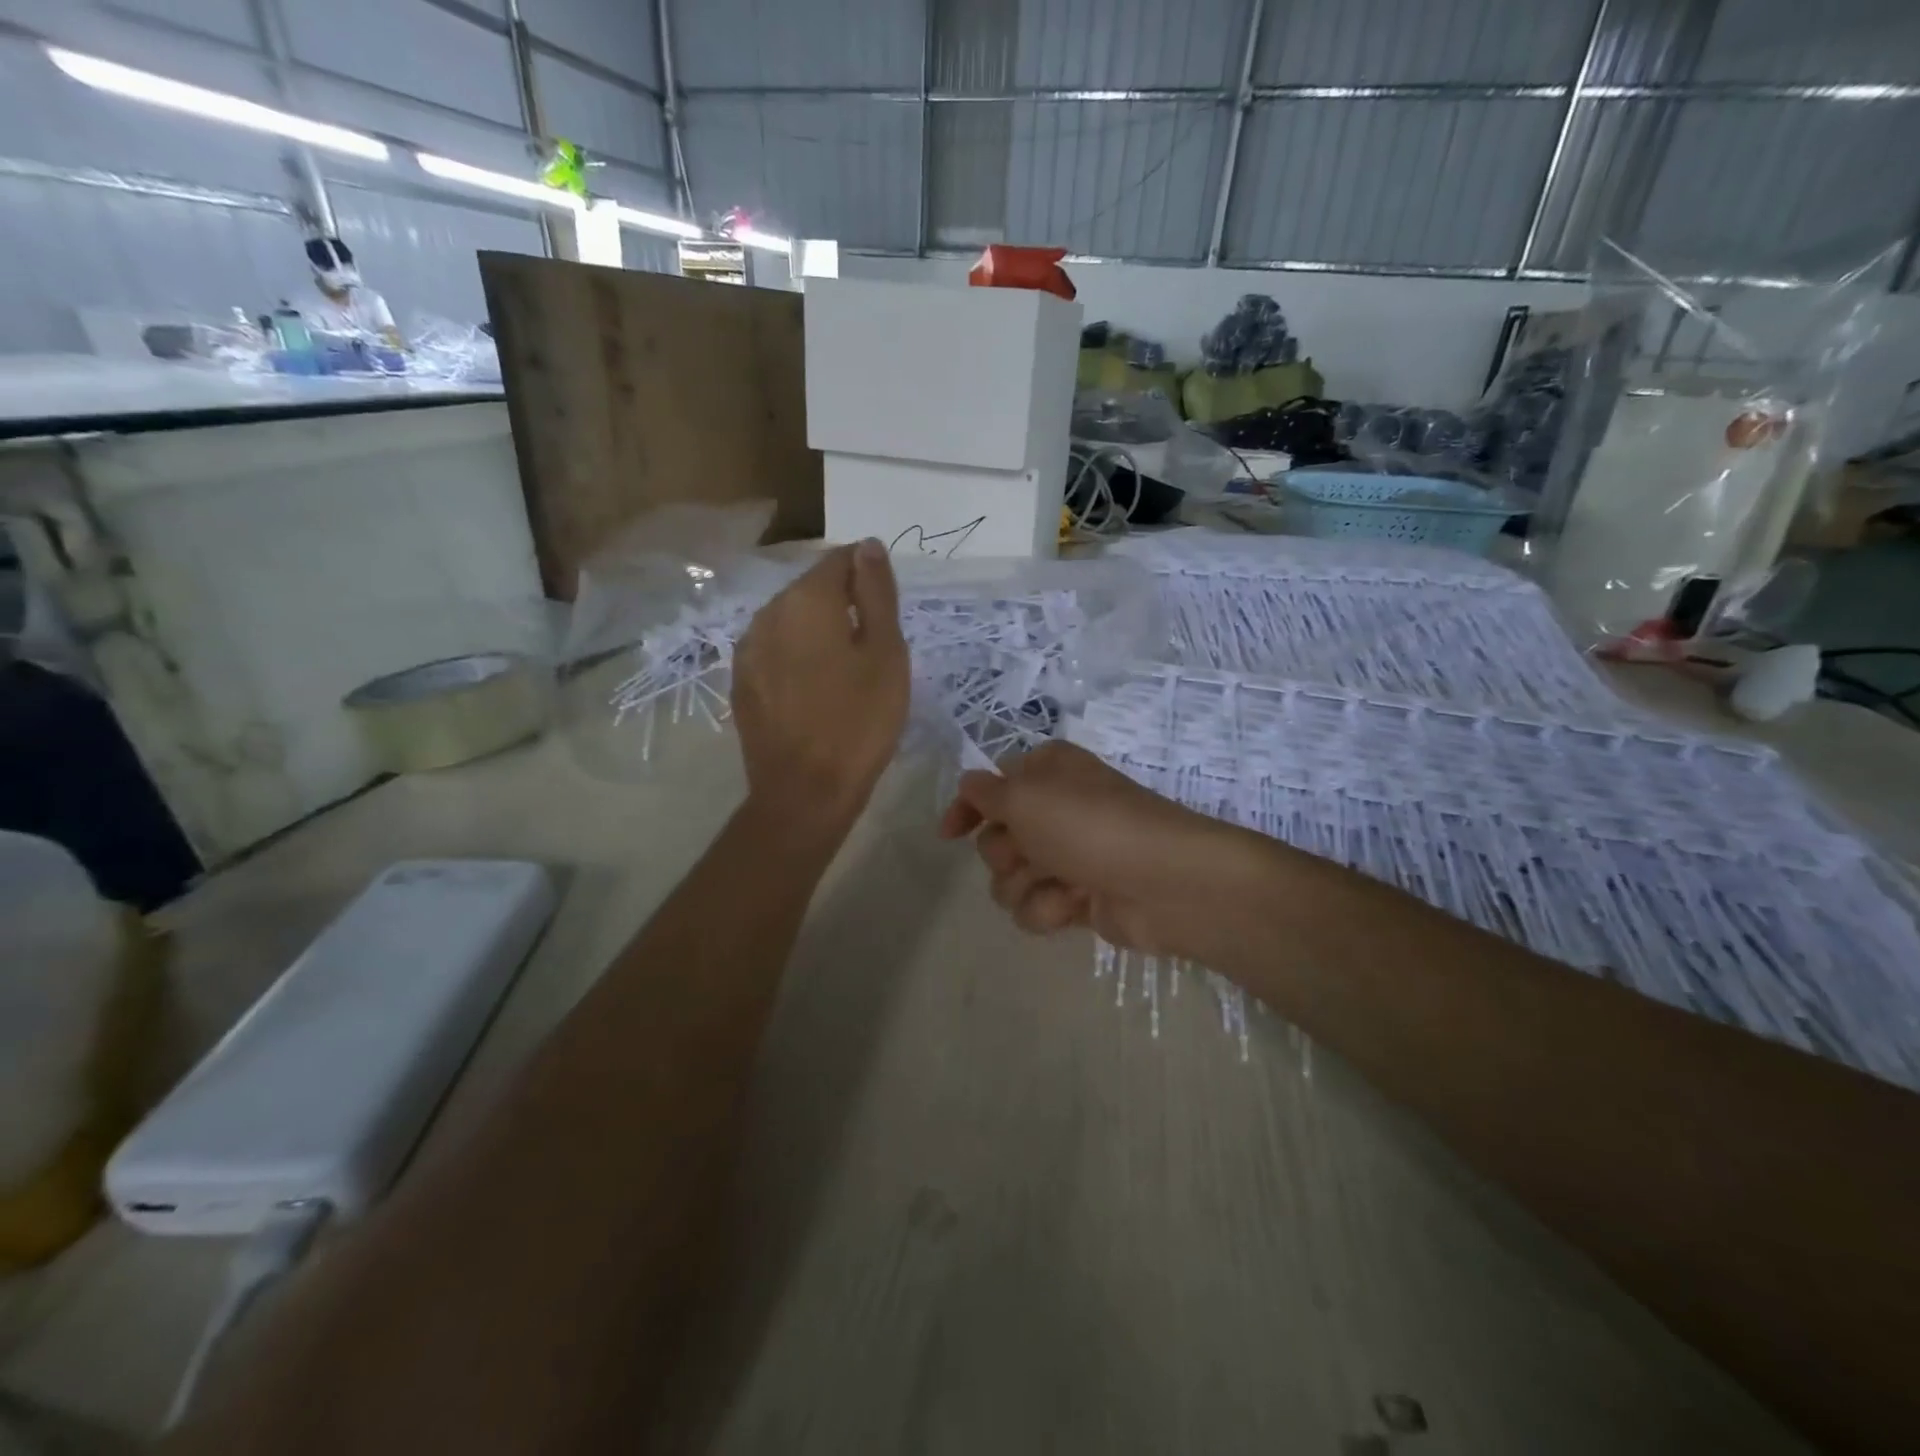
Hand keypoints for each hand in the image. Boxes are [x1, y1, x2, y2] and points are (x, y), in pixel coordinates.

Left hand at [732, 540, 909, 838]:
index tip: (887, 610)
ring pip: (791, 620)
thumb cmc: (859, 721)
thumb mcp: (886, 653)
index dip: (868, 576)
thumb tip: (868, 545)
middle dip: (842, 604)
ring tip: (844, 670)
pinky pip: (775, 651)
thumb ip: (877, 593)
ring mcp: (748, 648)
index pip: (840, 559)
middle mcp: (768, 612)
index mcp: (807, 599)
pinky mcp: (741, 681)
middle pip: (812, 588)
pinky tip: (814, 689)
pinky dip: (797, 656)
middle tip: (872, 646)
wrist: (805, 791)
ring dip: (818, 631)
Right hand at [939, 741, 1266, 959]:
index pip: (990, 786)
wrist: (1163, 882)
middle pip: (995, 838)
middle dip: (1006, 853)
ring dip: (1026, 886)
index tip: (948, 834)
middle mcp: (1054, 811)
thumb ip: (986, 792)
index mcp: (1046, 773)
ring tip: (1060, 884)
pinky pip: (1036, 907)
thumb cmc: (1091, 826)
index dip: (966, 808)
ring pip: (1010, 879)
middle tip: (1032, 853)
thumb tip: (969, 785)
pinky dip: (1050, 909)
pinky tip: (1075, 906)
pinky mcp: (1077, 897)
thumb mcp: (1026, 796)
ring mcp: (1067, 856)